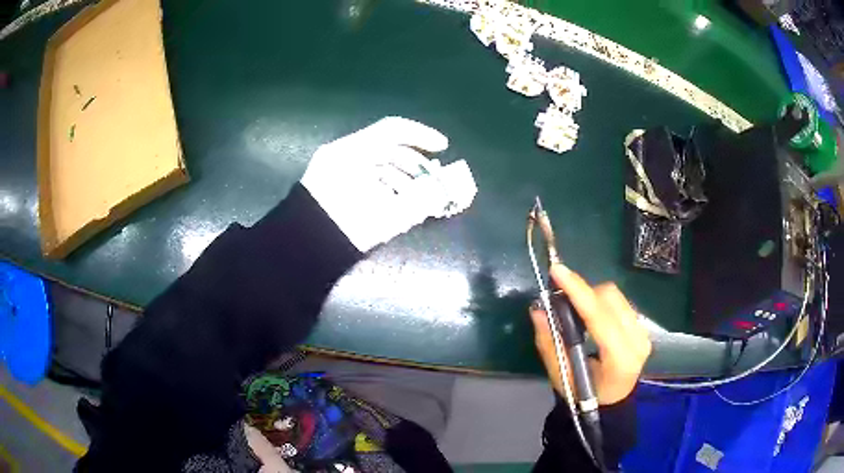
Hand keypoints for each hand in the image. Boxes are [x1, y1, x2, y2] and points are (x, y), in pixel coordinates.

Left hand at [301, 117, 476, 252]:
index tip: (443, 146)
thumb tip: (441, 192)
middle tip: (435, 181)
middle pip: (388, 149)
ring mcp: (337, 168)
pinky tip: (400, 203)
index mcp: (352, 152)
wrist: (304, 250)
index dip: (421, 135)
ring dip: (404, 178)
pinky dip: (387, 186)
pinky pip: (368, 176)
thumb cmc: (343, 230)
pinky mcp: (335, 183)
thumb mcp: (384, 217)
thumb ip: (417, 203)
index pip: (392, 130)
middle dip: (416, 165)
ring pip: (379, 164)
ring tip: (419, 198)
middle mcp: (344, 154)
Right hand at [529, 264, 651, 404]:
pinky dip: (601, 302)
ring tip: (576, 311)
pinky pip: (620, 301)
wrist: (612, 401)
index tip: (558, 271)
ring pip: (616, 296)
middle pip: (610, 299)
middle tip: (561, 300)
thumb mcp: (561, 376)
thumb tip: (538, 309)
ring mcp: (644, 333)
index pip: (600, 319)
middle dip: (583, 293)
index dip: (579, 292)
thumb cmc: (584, 394)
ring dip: (592, 296)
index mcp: (620, 361)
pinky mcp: (643, 326)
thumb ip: (551, 343)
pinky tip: (591, 316)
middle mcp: (638, 342)